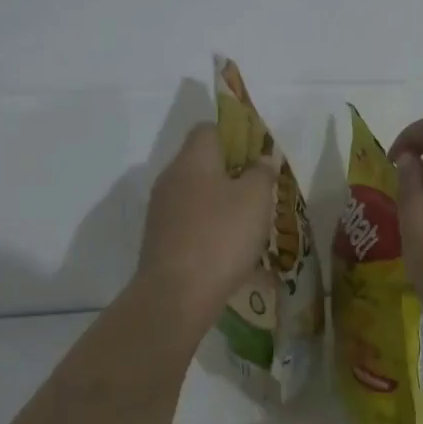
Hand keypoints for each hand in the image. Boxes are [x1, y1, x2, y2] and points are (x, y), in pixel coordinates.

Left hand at [137, 123, 277, 330]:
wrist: (177, 294)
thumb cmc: (221, 236)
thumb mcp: (256, 198)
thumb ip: (262, 172)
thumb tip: (261, 159)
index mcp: (192, 159)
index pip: (209, 128)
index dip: (236, 135)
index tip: (259, 154)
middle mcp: (170, 178)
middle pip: (202, 162)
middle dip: (232, 172)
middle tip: (261, 191)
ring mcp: (161, 211)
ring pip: (196, 194)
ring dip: (221, 203)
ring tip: (250, 223)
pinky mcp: (160, 240)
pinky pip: (190, 222)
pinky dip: (209, 228)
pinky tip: (229, 248)